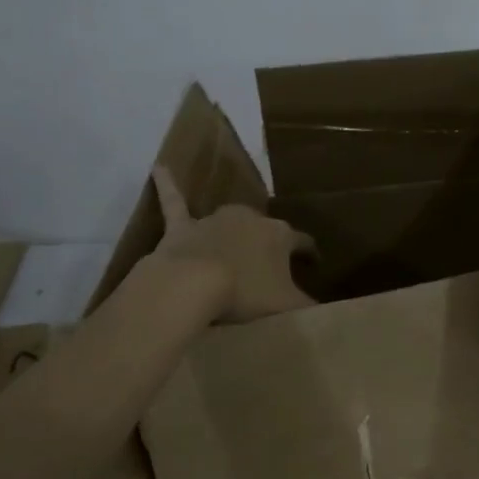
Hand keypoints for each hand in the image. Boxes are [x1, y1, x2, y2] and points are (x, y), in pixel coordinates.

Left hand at [150, 167, 316, 321]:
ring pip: (230, 221)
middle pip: (266, 229)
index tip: (313, 265)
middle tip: (269, 266)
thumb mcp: (289, 306)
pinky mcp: (182, 227)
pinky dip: (167, 184)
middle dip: (268, 244)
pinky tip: (159, 167)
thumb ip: (307, 307)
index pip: (303, 242)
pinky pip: (174, 201)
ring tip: (234, 248)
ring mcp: (215, 220)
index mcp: (280, 236)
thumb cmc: (248, 294)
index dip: (309, 254)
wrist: (195, 284)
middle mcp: (251, 219)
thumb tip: (320, 311)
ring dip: (233, 232)